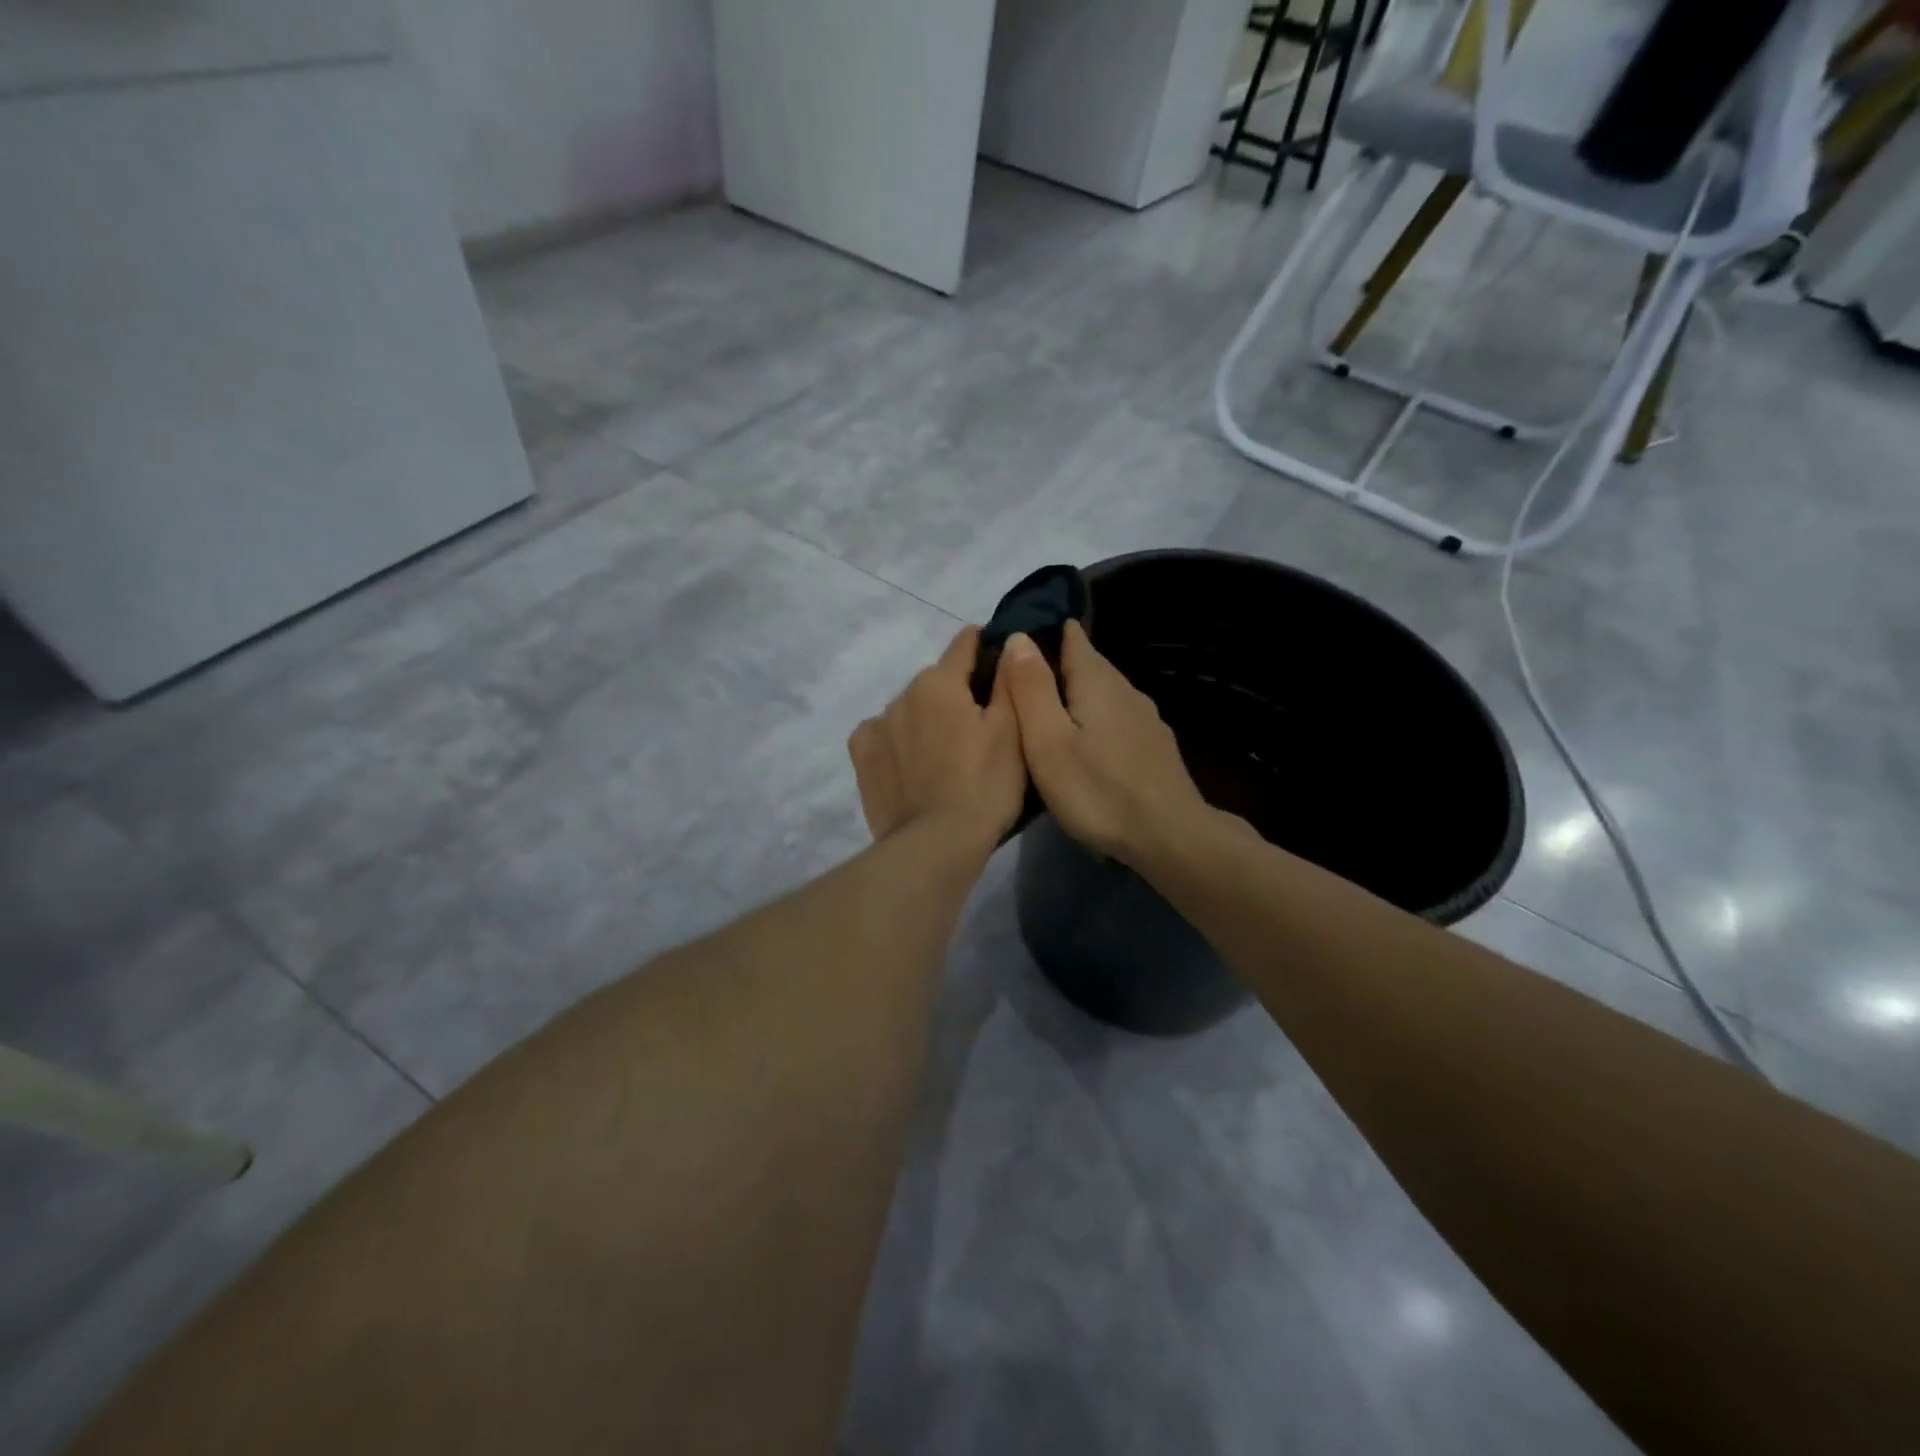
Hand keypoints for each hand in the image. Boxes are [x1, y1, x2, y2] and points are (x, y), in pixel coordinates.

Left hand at [848, 626, 1026, 852]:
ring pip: (908, 709)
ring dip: (924, 718)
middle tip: (976, 724)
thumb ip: (1010, 680)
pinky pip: (882, 735)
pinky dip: (896, 741)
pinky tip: (909, 764)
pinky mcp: (861, 757)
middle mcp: (902, 694)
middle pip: (935, 682)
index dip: (981, 645)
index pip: (962, 645)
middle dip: (954, 693)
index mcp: (940, 682)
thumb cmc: (984, 785)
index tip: (994, 653)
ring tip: (943, 753)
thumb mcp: (1012, 732)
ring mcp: (876, 726)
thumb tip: (1009, 641)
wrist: (935, 844)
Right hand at [1000, 621, 1215, 866]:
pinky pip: (1116, 719)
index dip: (1044, 630)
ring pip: (1102, 694)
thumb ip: (1031, 688)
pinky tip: (1085, 744)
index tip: (1015, 641)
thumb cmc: (1098, 789)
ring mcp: (1145, 718)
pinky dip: (1095, 721)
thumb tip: (1018, 637)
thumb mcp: (1048, 741)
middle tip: (1018, 684)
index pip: (1071, 635)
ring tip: (1046, 714)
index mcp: (1096, 680)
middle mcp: (1125, 689)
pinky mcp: (1154, 746)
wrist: (1170, 836)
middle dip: (1055, 666)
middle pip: (1087, 665)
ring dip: (1075, 696)